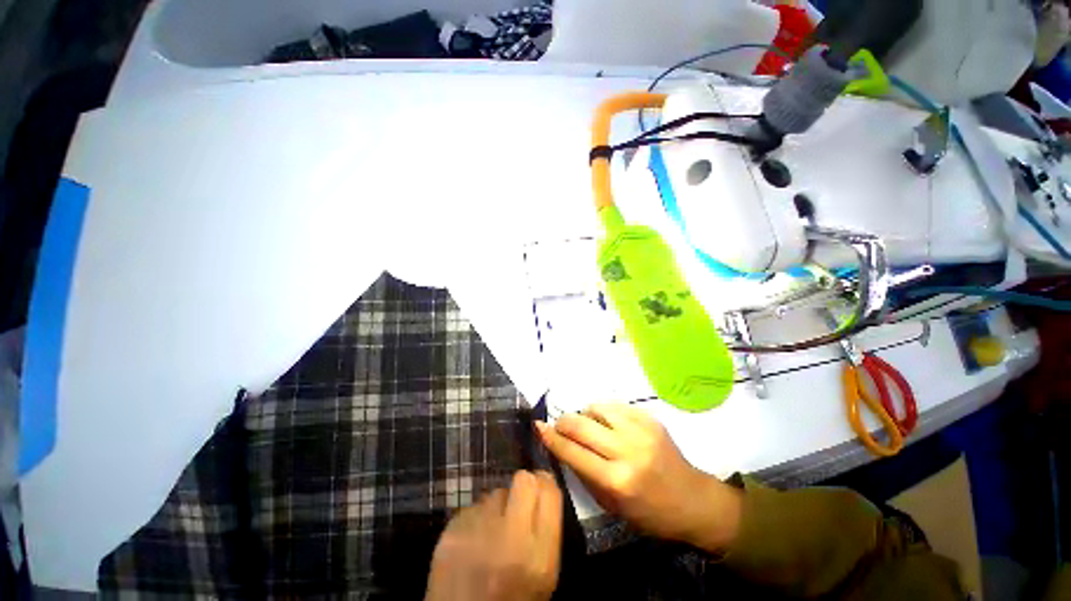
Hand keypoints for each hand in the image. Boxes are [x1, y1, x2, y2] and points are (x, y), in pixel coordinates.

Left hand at [425, 470, 561, 600]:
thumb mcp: (543, 574)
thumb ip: (547, 529)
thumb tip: (543, 483)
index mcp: (539, 554)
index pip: (549, 491)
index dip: (545, 483)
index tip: (540, 487)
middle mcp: (509, 537)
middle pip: (523, 480)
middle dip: (522, 486)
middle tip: (517, 503)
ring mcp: (477, 531)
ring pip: (495, 492)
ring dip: (496, 507)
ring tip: (491, 533)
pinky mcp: (452, 531)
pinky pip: (472, 507)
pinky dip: (475, 520)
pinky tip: (472, 542)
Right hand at [536, 403, 740, 553]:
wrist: (693, 500)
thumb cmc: (649, 512)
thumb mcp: (611, 506)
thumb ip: (584, 474)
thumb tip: (563, 446)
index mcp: (617, 481)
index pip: (573, 452)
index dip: (551, 438)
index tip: (538, 426)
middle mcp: (627, 451)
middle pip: (581, 424)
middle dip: (563, 421)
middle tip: (560, 425)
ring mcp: (640, 430)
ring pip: (597, 408)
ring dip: (585, 415)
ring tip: (588, 425)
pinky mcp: (649, 418)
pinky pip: (615, 405)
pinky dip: (604, 412)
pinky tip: (607, 422)